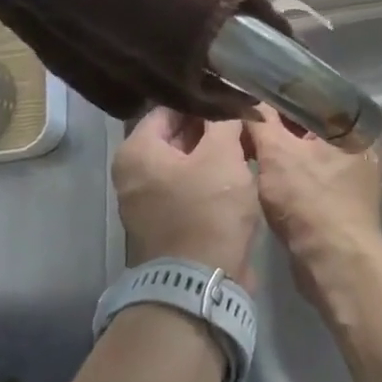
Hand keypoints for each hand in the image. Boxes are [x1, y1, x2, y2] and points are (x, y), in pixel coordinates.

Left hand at [111, 108, 259, 282]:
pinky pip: (191, 189)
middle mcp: (134, 175)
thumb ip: (225, 120)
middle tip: (244, 115)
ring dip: (215, 153)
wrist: (201, 287)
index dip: (204, 99)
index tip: (232, 95)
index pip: (171, 107)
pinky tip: (241, 170)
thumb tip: (231, 103)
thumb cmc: (207, 211)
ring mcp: (149, 203)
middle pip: (177, 135)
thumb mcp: (221, 155)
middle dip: (211, 126)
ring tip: (247, 139)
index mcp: (137, 152)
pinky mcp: (168, 224)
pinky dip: (212, 179)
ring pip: (187, 163)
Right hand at [244, 107, 381, 303]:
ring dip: (281, 146)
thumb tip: (246, 99)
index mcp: (354, 122)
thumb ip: (260, 122)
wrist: (334, 264)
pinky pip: (310, 170)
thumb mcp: (277, 154)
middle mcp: (360, 141)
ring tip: (247, 139)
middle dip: (278, 122)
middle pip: (309, 122)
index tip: (249, 92)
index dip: (278, 93)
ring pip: (308, 148)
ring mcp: (353, 170)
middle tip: (243, 116)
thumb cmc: (309, 201)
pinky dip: (289, 168)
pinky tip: (263, 167)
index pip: (311, 94)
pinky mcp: (342, 195)